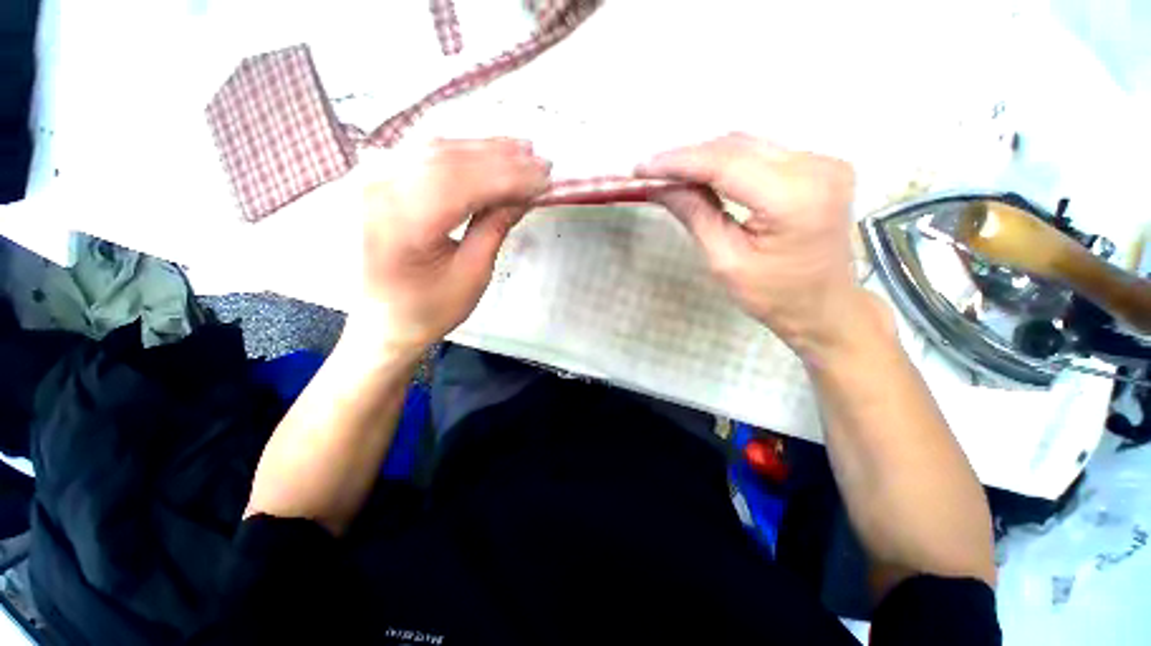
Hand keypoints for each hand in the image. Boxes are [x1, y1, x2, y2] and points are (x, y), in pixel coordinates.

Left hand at [349, 138, 550, 351]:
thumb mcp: (472, 274)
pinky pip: (422, 154)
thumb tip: (525, 195)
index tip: (545, 178)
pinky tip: (484, 151)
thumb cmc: (430, 308)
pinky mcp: (377, 181)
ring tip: (521, 151)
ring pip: (436, 149)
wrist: (384, 321)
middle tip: (540, 161)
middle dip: (501, 158)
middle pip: (450, 160)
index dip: (510, 177)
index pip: (464, 184)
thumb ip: (495, 227)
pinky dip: (459, 150)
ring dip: (483, 148)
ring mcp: (372, 181)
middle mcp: (379, 192)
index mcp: (403, 225)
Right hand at [639, 133, 877, 359]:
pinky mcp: (822, 166)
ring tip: (672, 175)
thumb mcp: (726, 261)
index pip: (725, 164)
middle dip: (689, 158)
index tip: (642, 168)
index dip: (679, 162)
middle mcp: (816, 168)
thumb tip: (661, 187)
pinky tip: (705, 176)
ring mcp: (824, 163)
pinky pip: (763, 153)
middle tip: (652, 173)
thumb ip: (696, 216)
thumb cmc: (774, 296)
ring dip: (706, 158)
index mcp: (793, 199)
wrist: (825, 306)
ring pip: (749, 145)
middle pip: (736, 146)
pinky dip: (728, 162)